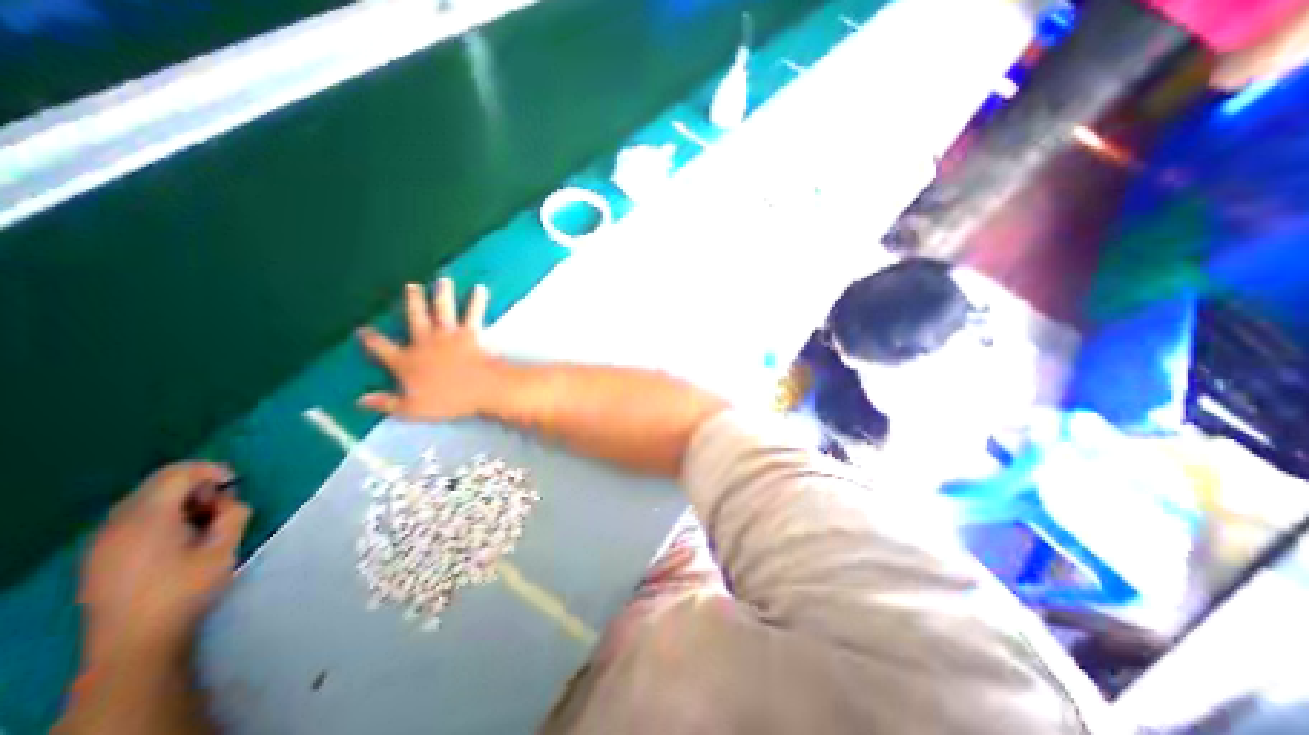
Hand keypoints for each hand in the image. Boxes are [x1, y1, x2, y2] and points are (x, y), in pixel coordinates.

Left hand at [82, 465, 249, 664]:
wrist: (136, 642)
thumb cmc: (187, 589)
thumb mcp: (225, 546)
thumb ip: (233, 513)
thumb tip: (228, 500)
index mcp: (146, 519)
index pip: (176, 473)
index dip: (211, 470)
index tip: (236, 486)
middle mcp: (116, 525)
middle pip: (158, 485)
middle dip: (197, 488)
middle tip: (223, 508)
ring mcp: (102, 543)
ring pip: (146, 503)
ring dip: (182, 503)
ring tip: (206, 525)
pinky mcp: (100, 558)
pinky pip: (134, 521)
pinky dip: (164, 518)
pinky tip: (181, 540)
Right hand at [356, 279, 504, 422]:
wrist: (481, 389)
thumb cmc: (448, 401)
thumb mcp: (412, 409)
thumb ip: (386, 403)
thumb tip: (360, 400)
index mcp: (407, 361)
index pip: (381, 348)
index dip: (371, 339)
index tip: (363, 329)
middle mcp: (425, 342)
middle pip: (414, 318)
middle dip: (412, 302)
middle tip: (411, 287)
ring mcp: (448, 335)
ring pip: (442, 309)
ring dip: (442, 293)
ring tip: (443, 280)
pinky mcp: (471, 333)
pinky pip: (474, 314)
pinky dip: (477, 301)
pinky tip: (480, 289)